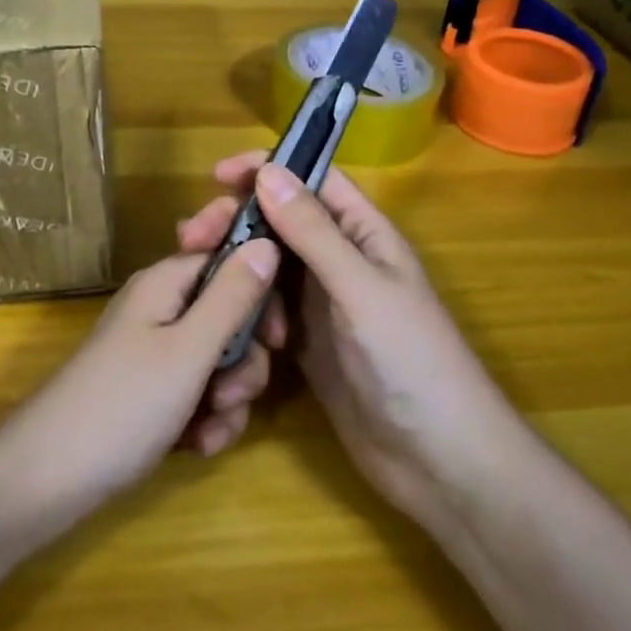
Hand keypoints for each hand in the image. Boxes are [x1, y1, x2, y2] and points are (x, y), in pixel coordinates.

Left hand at [0, 238, 285, 517]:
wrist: (49, 478)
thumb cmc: (123, 403)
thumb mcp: (188, 350)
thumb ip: (232, 296)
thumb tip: (267, 241)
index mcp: (166, 283)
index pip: (229, 257)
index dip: (260, 288)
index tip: (277, 332)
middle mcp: (162, 308)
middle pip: (231, 314)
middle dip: (244, 358)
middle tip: (233, 390)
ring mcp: (156, 352)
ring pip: (221, 360)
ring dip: (229, 396)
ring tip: (209, 425)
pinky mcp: (154, 391)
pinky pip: (201, 392)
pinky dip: (208, 418)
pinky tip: (197, 445)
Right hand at [178, 155, 513, 532]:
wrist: (439, 462)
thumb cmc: (412, 361)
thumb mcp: (360, 288)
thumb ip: (313, 231)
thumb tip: (267, 171)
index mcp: (364, 234)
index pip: (313, 180)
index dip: (268, 168)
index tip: (217, 175)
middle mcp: (340, 260)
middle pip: (281, 221)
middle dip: (238, 221)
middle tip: (191, 236)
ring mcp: (322, 303)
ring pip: (268, 265)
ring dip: (236, 265)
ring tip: (196, 274)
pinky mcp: (306, 343)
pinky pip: (266, 309)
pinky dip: (244, 307)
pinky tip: (222, 320)